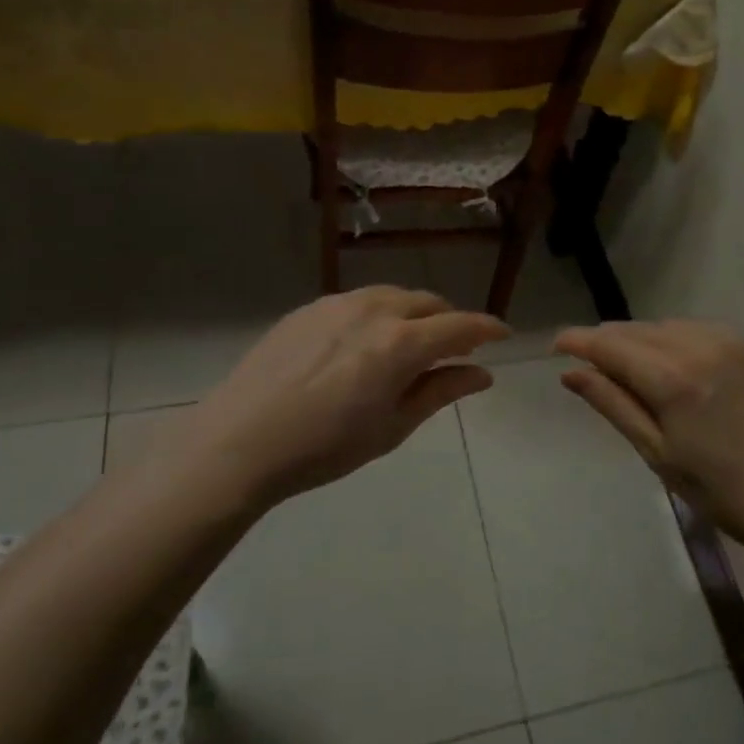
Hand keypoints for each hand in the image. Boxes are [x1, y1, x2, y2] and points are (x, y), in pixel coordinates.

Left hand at [166, 288, 508, 508]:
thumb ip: (440, 392)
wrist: (240, 441)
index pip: (460, 326)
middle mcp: (374, 310)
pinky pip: (358, 301)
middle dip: (449, 322)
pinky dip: (378, 314)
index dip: (487, 329)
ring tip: (409, 345)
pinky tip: (363, 345)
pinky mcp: (309, 308)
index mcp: (401, 343)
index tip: (504, 335)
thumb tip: (481, 374)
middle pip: (428, 303)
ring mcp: (337, 303)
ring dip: (413, 314)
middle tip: (454, 350)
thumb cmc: (325, 447)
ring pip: (393, 296)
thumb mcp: (392, 427)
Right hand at [554, 320, 743, 559]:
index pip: (611, 345)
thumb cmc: (723, 492)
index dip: (579, 341)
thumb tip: (571, 373)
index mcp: (673, 378)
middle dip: (607, 342)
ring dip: (639, 340)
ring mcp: (730, 342)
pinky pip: (696, 330)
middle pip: (637, 331)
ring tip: (627, 368)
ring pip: (666, 327)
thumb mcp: (658, 453)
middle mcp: (700, 346)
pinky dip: (672, 340)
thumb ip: (613, 404)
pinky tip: (671, 365)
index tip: (555, 345)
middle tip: (587, 364)